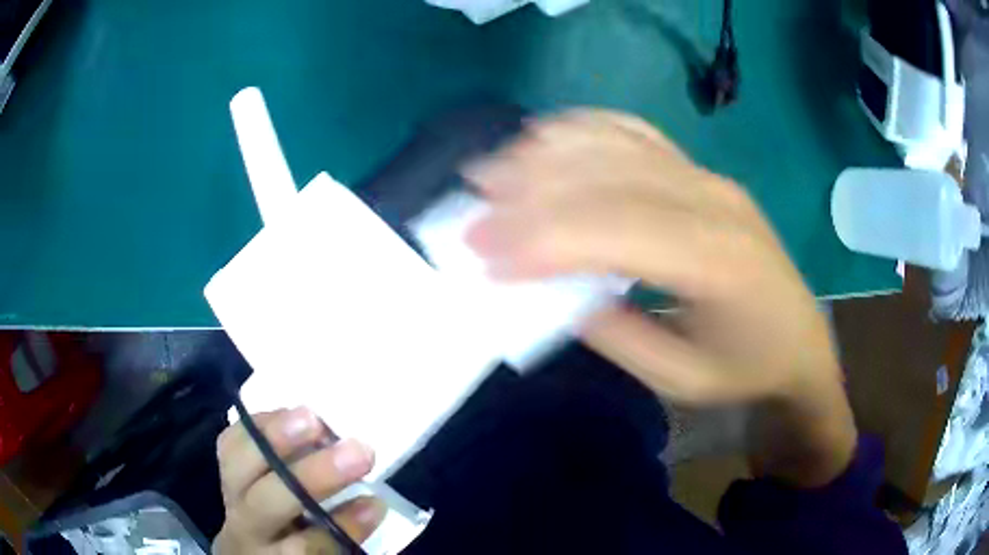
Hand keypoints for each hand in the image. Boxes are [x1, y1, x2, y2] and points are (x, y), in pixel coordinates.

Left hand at [213, 407, 384, 553]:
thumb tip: (371, 501)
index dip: (341, 525)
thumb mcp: (322, 553)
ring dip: (276, 438)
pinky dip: (257, 425)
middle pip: (269, 502)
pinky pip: (228, 442)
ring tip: (313, 418)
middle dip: (312, 475)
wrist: (251, 542)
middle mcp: (247, 528)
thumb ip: (339, 533)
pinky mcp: (223, 469)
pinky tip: (288, 413)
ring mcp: (230, 495)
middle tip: (357, 451)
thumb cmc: (297, 549)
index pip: (306, 545)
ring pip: (238, 465)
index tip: (376, 502)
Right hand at [464, 110, 855, 484]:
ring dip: (546, 153)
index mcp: (717, 262)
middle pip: (609, 178)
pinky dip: (584, 129)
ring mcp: (709, 177)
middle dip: (529, 193)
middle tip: (470, 208)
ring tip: (491, 169)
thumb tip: (550, 290)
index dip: (543, 239)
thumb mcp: (678, 378)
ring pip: (616, 146)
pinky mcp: (702, 171)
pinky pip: (637, 132)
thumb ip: (613, 332)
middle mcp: (713, 201)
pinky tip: (544, 137)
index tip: (484, 255)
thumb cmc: (746, 371)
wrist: (801, 343)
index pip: (616, 231)